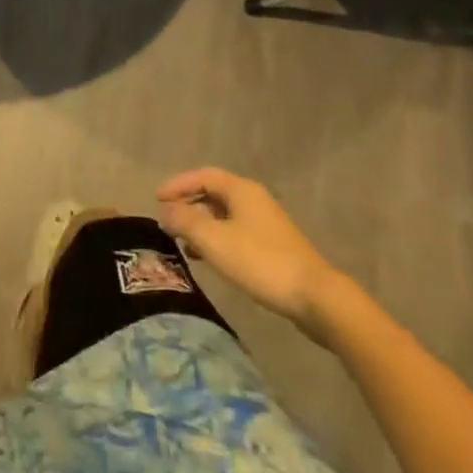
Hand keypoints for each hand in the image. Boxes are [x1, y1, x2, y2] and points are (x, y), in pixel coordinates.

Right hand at [157, 168, 345, 335]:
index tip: (157, 198)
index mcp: (240, 189)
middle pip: (214, 193)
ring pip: (224, 214)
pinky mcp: (274, 245)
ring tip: (183, 242)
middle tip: (168, 218)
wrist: (315, 297)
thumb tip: (166, 211)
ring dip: (201, 223)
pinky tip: (209, 258)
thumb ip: (185, 221)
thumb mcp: (213, 240)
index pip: (202, 176)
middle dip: (188, 204)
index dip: (178, 184)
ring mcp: (266, 223)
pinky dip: (217, 238)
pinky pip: (236, 232)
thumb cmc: (259, 261)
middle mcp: (254, 199)